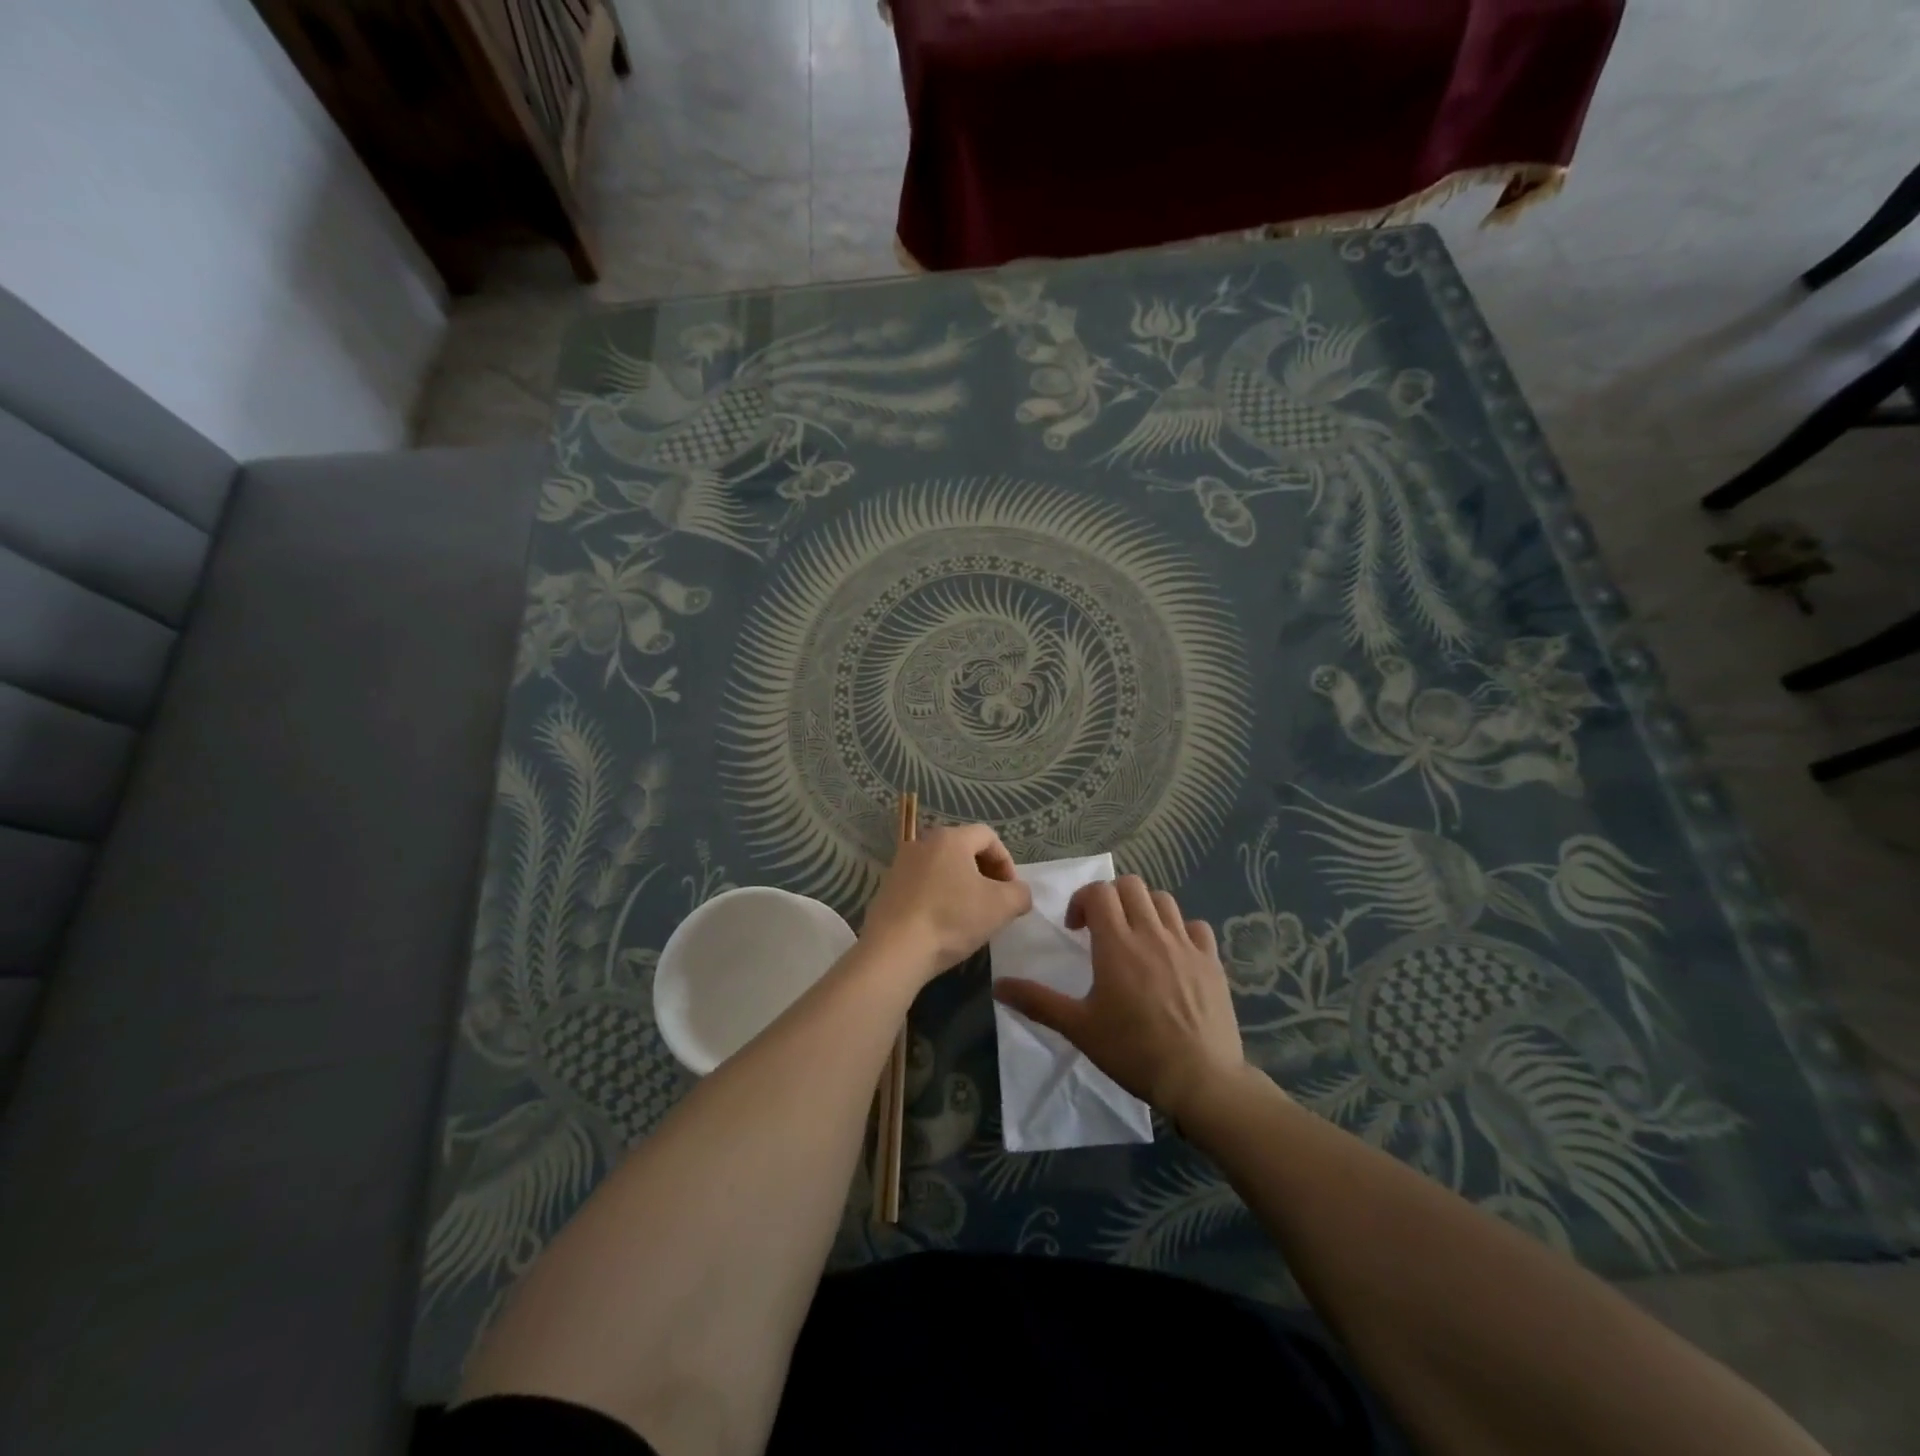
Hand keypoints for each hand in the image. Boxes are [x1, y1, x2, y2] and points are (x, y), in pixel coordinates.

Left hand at [862, 824, 1033, 984]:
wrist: (894, 949)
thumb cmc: (951, 919)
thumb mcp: (1001, 907)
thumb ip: (1020, 894)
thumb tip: (1018, 893)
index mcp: (950, 838)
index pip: (988, 836)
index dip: (1006, 861)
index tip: (1011, 890)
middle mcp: (922, 843)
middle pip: (963, 849)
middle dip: (985, 873)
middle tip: (994, 901)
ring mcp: (900, 865)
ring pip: (942, 868)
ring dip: (961, 886)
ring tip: (970, 915)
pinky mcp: (887, 888)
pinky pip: (922, 885)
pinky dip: (939, 897)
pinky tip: (943, 924)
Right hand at [993, 876, 1245, 1118]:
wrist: (1199, 1079)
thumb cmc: (1132, 1051)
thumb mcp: (1078, 1028)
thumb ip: (1037, 1002)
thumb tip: (998, 985)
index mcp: (1117, 944)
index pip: (1098, 892)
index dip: (1082, 900)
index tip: (1076, 929)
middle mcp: (1151, 933)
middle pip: (1131, 886)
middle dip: (1111, 898)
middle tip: (1102, 928)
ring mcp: (1186, 945)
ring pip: (1163, 900)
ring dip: (1144, 908)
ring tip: (1136, 937)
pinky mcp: (1212, 962)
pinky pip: (1196, 927)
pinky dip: (1181, 930)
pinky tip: (1174, 954)